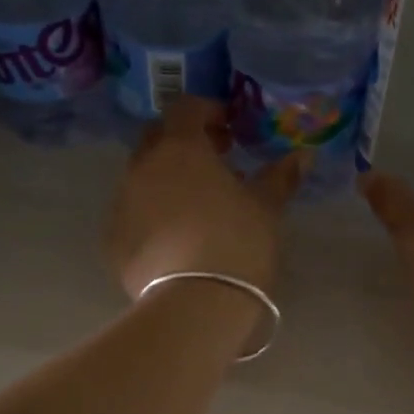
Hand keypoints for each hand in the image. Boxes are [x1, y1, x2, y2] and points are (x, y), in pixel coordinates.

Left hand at [106, 97, 306, 301]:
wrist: (195, 304)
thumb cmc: (237, 243)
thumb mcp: (267, 208)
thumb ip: (280, 177)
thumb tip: (301, 156)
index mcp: (179, 148)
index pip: (186, 109)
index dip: (208, 113)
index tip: (230, 132)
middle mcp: (142, 167)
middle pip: (157, 139)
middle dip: (183, 144)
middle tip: (214, 165)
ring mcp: (121, 204)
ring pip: (142, 179)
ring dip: (166, 182)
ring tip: (197, 208)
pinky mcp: (113, 242)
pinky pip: (133, 215)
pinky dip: (152, 216)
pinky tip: (175, 241)